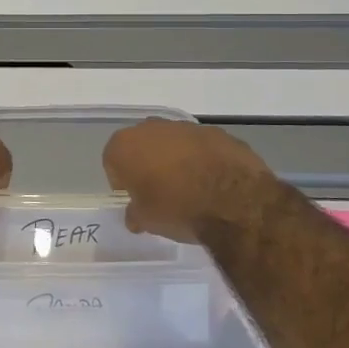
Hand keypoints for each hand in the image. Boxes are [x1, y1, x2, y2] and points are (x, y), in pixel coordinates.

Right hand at [103, 118, 280, 241]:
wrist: (236, 201)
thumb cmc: (178, 209)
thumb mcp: (147, 221)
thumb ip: (135, 214)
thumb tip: (135, 215)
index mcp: (125, 145)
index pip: (113, 162)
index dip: (123, 183)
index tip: (137, 200)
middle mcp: (151, 127)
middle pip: (142, 147)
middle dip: (148, 165)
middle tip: (161, 193)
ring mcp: (186, 127)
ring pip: (173, 143)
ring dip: (177, 160)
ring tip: (192, 189)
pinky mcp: (217, 132)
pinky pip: (201, 147)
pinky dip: (203, 160)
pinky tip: (215, 183)